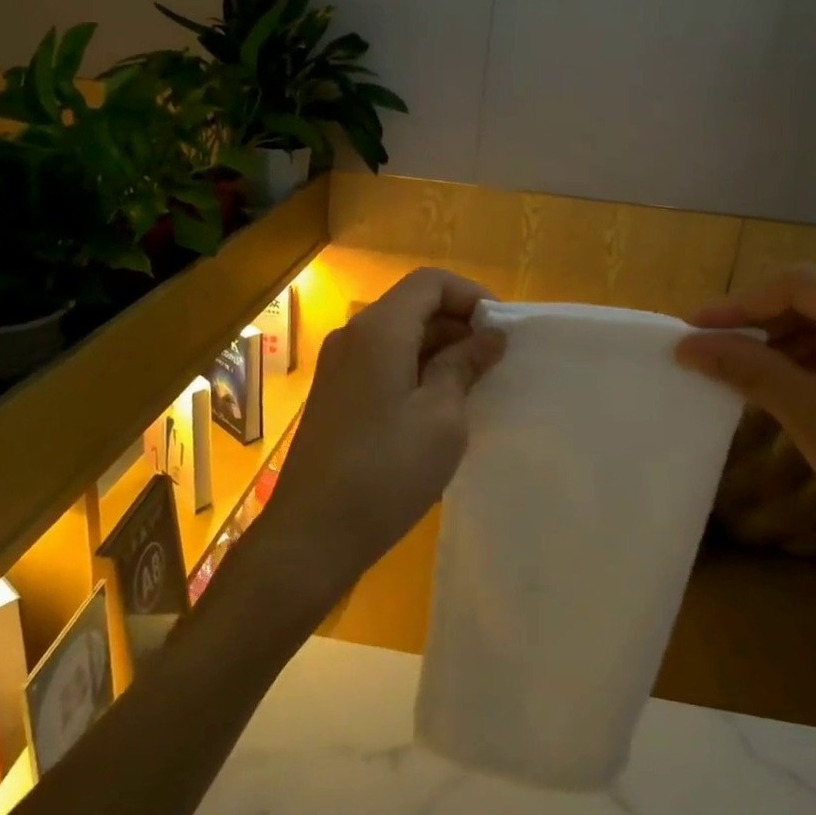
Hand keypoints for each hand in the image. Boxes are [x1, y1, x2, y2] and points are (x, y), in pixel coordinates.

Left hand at [260, 268, 504, 610]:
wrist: (313, 532)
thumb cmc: (386, 471)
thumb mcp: (441, 418)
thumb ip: (464, 367)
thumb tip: (488, 337)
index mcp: (379, 329)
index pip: (430, 282)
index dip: (471, 296)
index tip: (502, 332)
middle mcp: (352, 336)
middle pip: (412, 307)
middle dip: (458, 326)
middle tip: (495, 364)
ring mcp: (338, 366)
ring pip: (397, 337)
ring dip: (438, 352)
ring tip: (474, 389)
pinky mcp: (334, 395)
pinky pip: (381, 364)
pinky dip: (414, 372)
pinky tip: (438, 409)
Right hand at [676, 265, 815, 599]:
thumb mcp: (813, 418)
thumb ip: (749, 370)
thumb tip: (687, 345)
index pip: (800, 284)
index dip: (739, 302)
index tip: (693, 329)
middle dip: (759, 322)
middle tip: (712, 349)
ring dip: (781, 343)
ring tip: (739, 371)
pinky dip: (810, 362)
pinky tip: (782, 387)